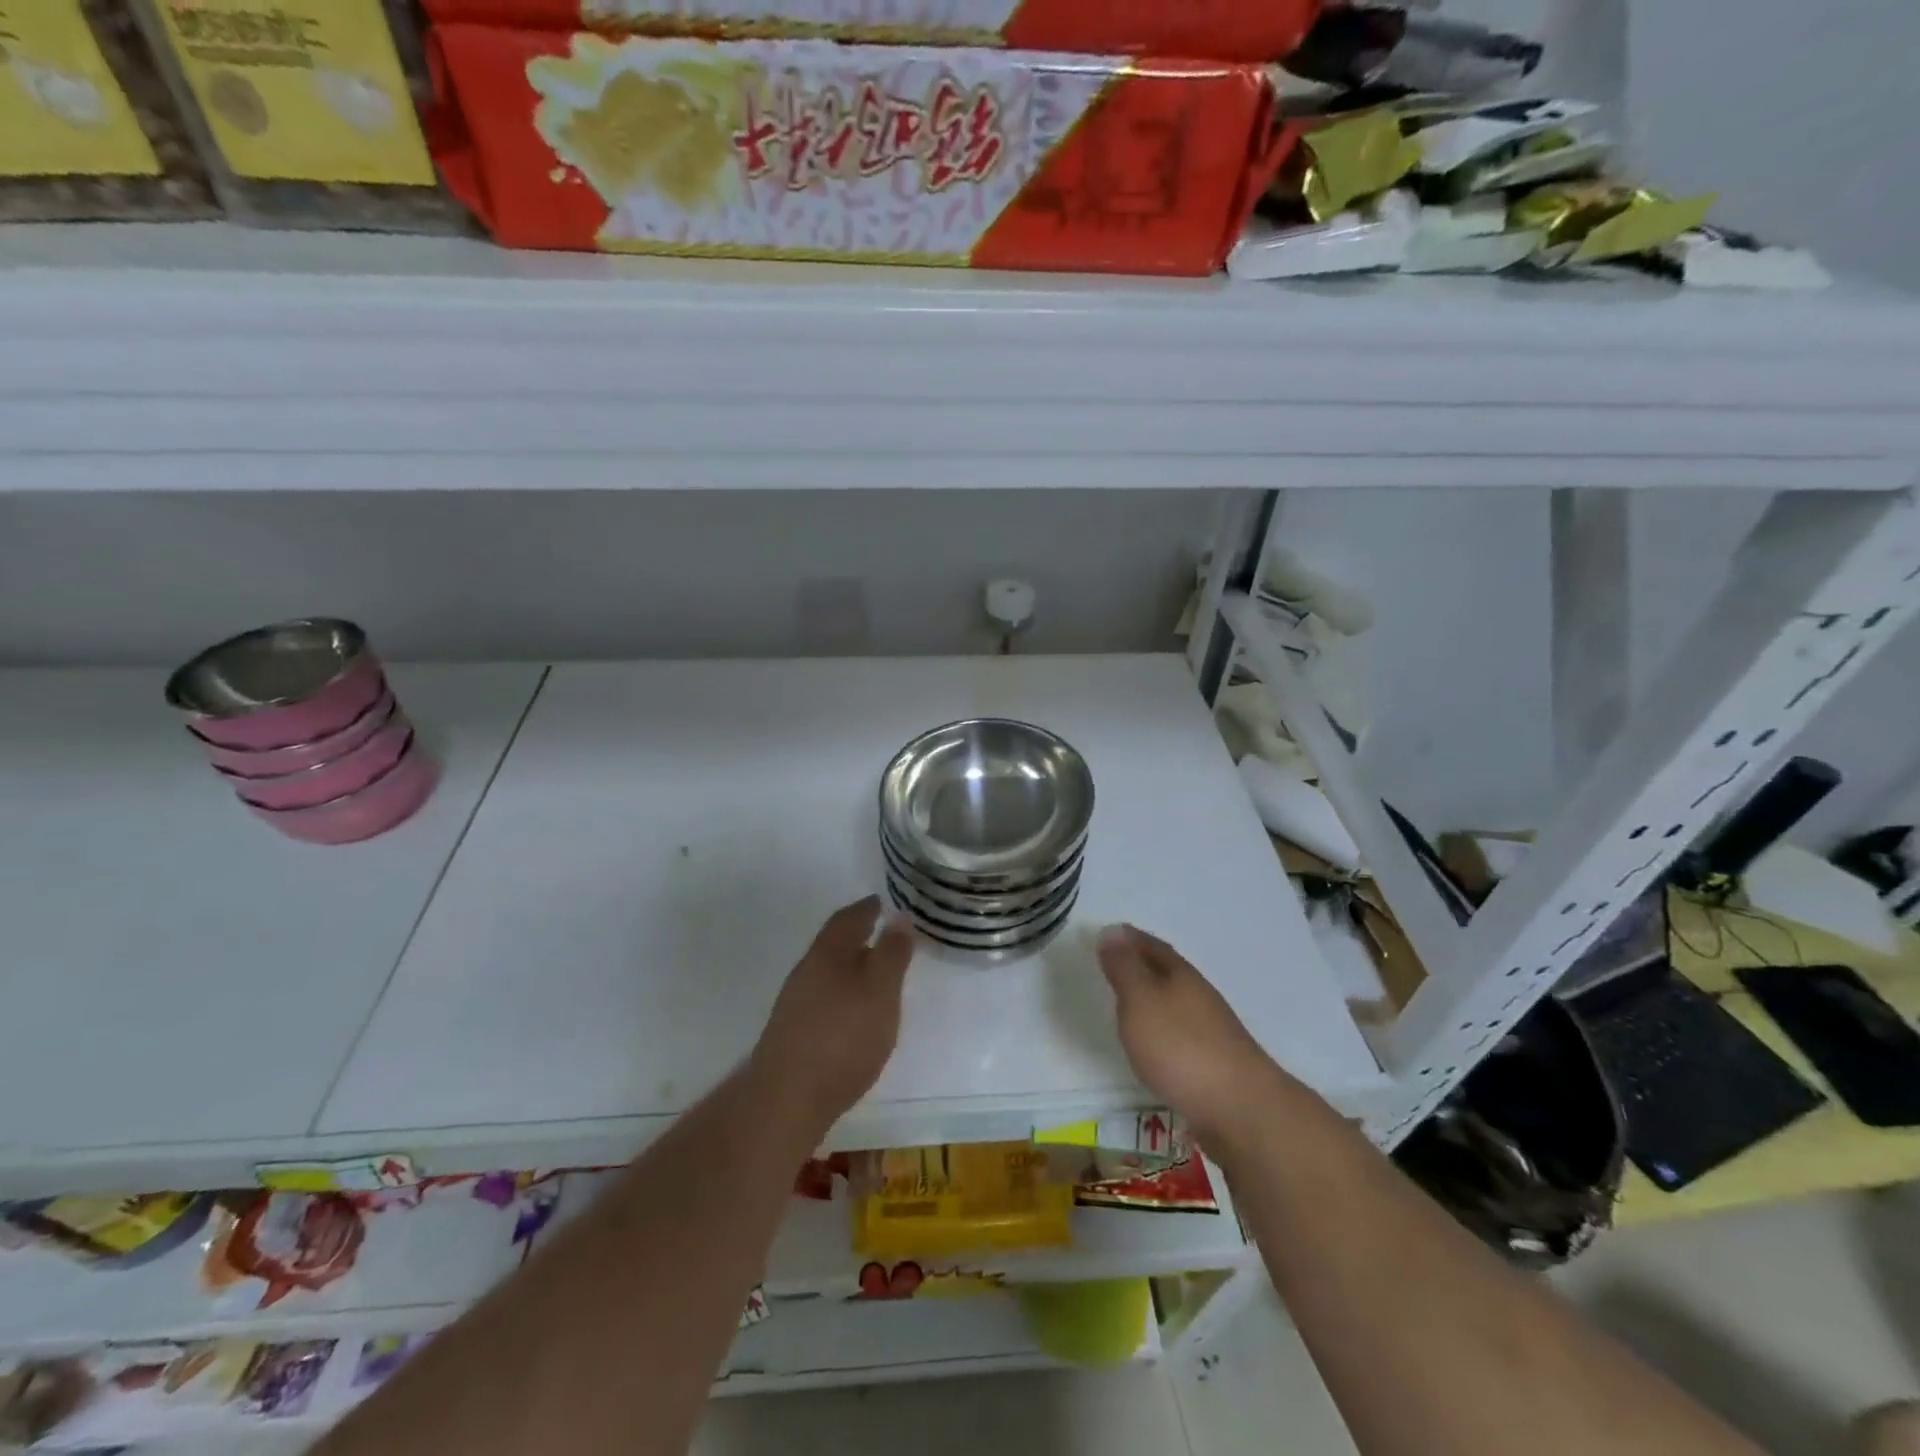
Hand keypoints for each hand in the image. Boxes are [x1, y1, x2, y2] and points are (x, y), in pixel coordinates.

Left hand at [750, 896, 914, 1135]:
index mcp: (828, 953)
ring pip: (827, 971)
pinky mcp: (792, 1034)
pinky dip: (842, 992)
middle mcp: (806, 972)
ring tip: (874, 973)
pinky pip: (823, 997)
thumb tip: (898, 915)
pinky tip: (853, 1012)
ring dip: (849, 965)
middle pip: (833, 943)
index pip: (848, 918)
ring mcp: (795, 1004)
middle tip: (881, 932)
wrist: (787, 1099)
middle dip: (857, 935)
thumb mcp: (880, 990)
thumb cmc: (843, 1036)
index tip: (882, 901)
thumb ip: (891, 953)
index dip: (866, 908)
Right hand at [1097, 924, 1286, 1146]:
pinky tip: (1154, 1044)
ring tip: (1130, 1002)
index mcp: (1181, 976)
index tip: (1110, 932)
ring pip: (1177, 1002)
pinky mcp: (1215, 1063)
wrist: (1242, 1110)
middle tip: (1116, 962)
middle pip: (1169, 971)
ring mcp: (1212, 1031)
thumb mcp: (1141, 1001)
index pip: (1153, 946)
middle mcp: (1199, 996)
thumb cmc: (1181, 1048)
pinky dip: (1164, 1028)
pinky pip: (1181, 1032)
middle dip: (1144, 963)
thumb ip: (1124, 968)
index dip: (1130, 938)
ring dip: (1155, 997)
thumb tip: (1111, 930)